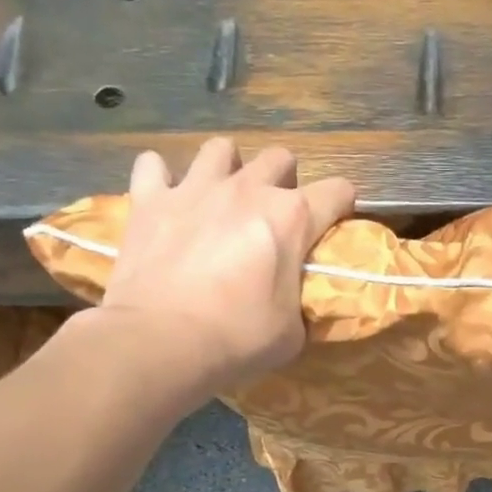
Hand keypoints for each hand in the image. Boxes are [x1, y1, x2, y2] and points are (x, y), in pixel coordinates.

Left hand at [93, 139, 354, 387]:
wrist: (160, 342)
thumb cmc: (238, 339)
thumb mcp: (293, 331)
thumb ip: (302, 302)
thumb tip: (302, 302)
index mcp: (292, 218)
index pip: (338, 191)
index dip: (342, 207)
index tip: (333, 227)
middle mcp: (247, 190)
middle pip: (279, 158)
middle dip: (284, 180)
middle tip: (275, 214)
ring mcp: (195, 189)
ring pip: (220, 149)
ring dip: (228, 168)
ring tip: (223, 197)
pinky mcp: (149, 200)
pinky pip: (153, 166)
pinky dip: (162, 179)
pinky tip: (167, 199)